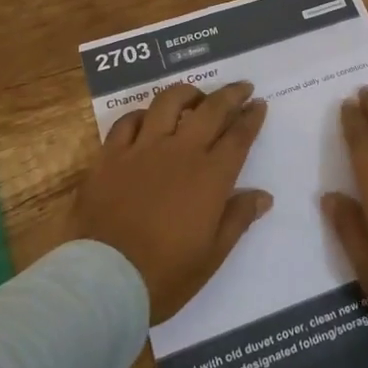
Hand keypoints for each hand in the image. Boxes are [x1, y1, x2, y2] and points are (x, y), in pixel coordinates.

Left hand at [77, 81, 271, 323]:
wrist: (104, 280)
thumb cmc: (165, 275)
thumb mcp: (212, 255)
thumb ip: (238, 219)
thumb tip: (263, 196)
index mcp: (211, 176)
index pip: (239, 136)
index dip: (252, 117)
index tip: (259, 104)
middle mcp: (180, 152)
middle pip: (211, 110)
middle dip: (231, 94)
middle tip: (241, 87)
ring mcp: (143, 149)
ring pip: (168, 103)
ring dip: (187, 94)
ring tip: (195, 96)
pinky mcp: (110, 155)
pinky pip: (128, 121)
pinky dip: (142, 115)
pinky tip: (148, 119)